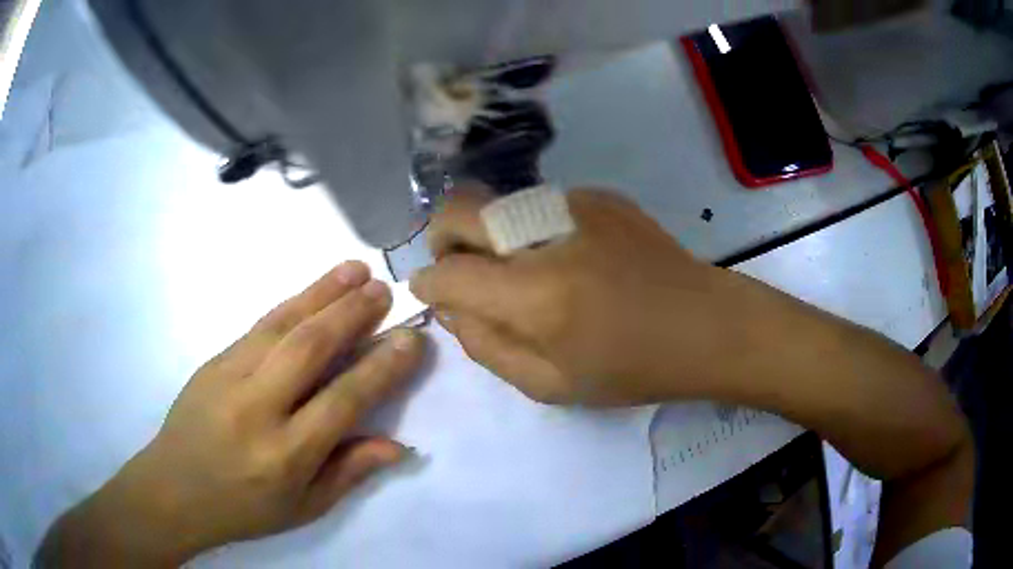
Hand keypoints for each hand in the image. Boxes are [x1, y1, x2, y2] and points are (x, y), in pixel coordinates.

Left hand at [38, 262, 425, 566]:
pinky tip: (311, 291)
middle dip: (352, 313)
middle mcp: (257, 408)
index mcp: (285, 454)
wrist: (173, 488)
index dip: (382, 368)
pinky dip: (291, 303)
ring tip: (355, 270)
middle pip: (310, 348)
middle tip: (385, 290)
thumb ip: (349, 472)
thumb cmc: (243, 508)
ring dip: (322, 293)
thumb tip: (398, 445)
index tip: (411, 340)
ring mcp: (229, 377)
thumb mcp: (303, 508)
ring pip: (282, 325)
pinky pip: (259, 326)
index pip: (343, 400)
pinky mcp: (214, 361)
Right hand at [411, 188, 732, 405]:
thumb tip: (450, 308)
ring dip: (489, 234)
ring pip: (496, 202)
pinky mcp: (599, 195)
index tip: (431, 293)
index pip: (447, 272)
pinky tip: (569, 258)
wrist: (705, 324)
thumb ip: (486, 346)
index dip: (427, 284)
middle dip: (442, 239)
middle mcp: (546, 235)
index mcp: (535, 296)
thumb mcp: (550, 385)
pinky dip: (531, 230)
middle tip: (461, 270)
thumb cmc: (632, 368)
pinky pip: (538, 205)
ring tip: (525, 271)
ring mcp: (575, 204)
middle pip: (458, 208)